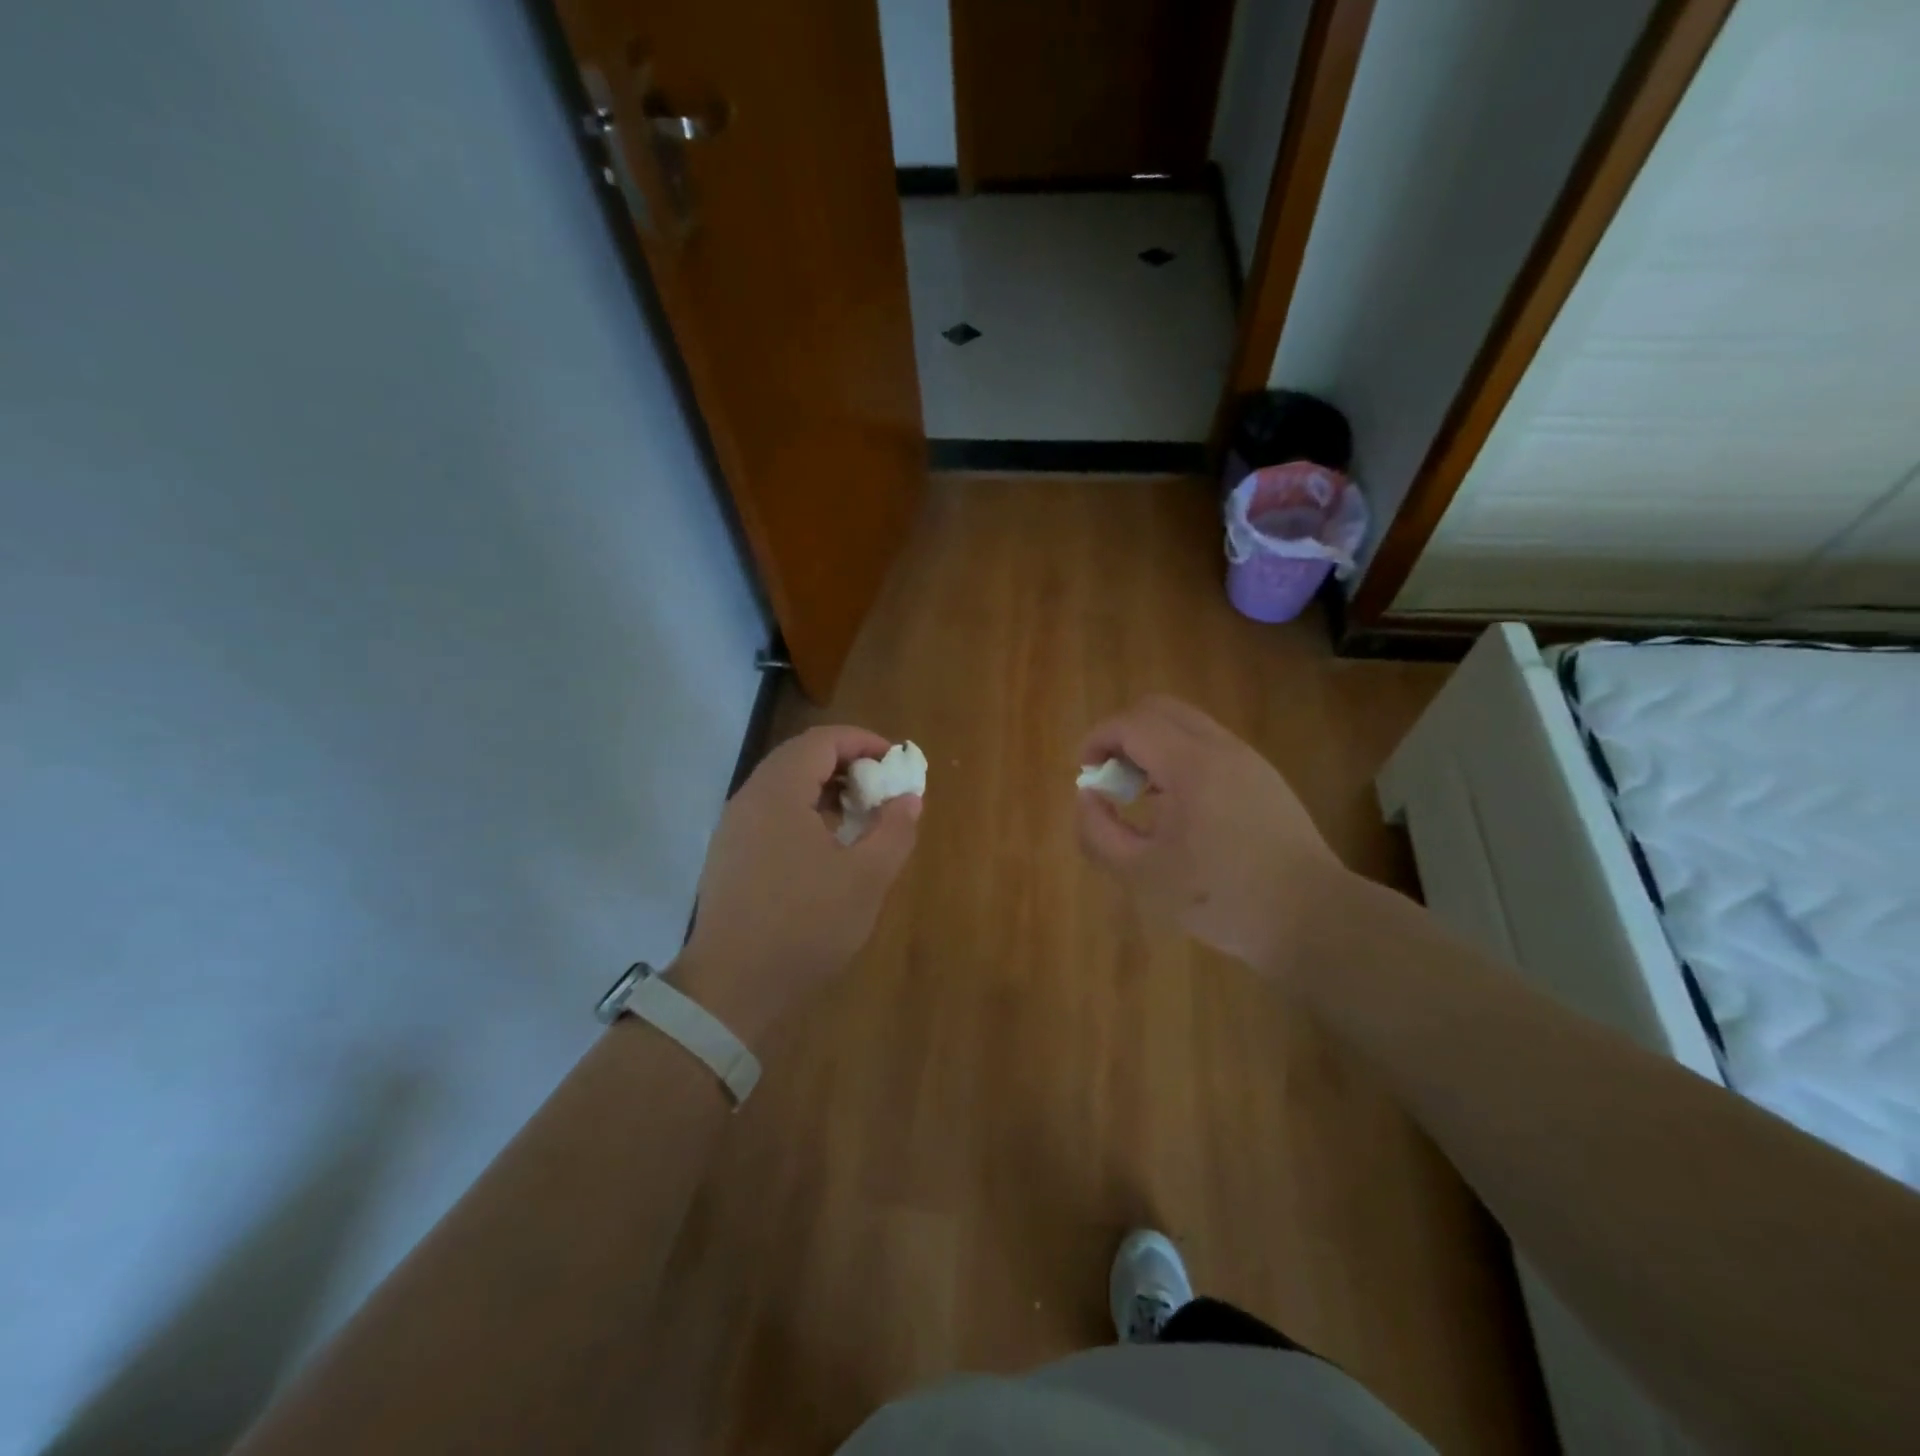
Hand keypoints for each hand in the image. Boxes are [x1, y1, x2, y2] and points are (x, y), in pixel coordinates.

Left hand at [677, 726, 919, 1042]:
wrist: (732, 987)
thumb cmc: (805, 925)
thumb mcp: (867, 879)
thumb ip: (894, 830)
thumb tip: (907, 799)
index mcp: (779, 793)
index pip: (822, 741)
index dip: (863, 742)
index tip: (895, 761)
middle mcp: (749, 799)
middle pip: (800, 757)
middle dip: (846, 764)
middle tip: (881, 788)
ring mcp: (734, 828)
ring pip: (784, 786)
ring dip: (825, 789)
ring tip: (860, 817)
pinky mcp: (729, 855)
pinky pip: (771, 813)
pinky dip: (804, 812)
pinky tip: (827, 847)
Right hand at [1076, 696, 1351, 973]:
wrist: (1312, 917)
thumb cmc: (1220, 897)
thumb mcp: (1141, 875)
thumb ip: (1098, 832)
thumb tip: (1088, 796)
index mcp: (1191, 765)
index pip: (1131, 723)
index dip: (1096, 740)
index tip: (1085, 774)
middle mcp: (1222, 748)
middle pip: (1159, 709)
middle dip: (1123, 735)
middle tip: (1113, 779)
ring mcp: (1248, 760)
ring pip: (1187, 725)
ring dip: (1153, 746)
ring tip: (1143, 798)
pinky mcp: (1264, 777)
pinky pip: (1210, 746)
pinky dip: (1180, 759)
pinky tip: (1180, 810)